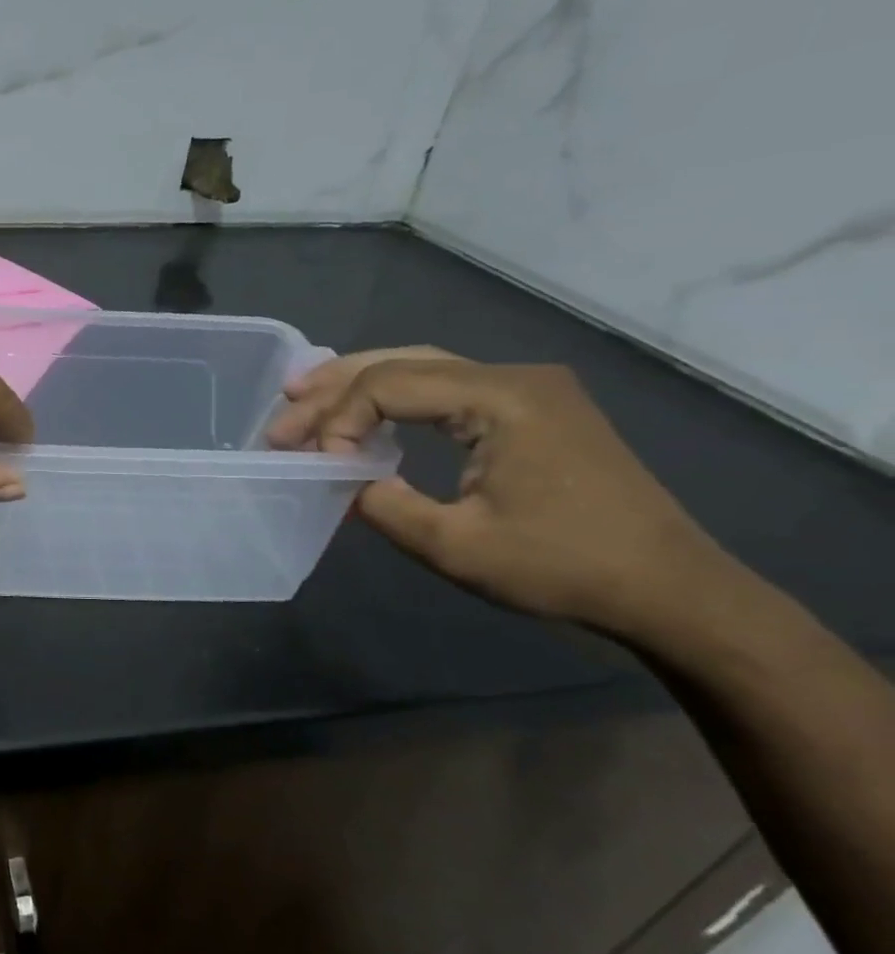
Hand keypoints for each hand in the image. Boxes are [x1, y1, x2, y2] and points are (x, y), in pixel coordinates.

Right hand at [266, 347, 733, 636]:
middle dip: (334, 389)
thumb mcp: (455, 546)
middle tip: (281, 413)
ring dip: (360, 384)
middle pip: (401, 362)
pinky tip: (367, 412)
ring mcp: (528, 389)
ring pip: (422, 367)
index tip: (317, 465)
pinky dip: (396, 397)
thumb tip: (342, 479)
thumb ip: (383, 504)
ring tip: (304, 396)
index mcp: (501, 398)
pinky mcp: (532, 409)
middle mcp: (513, 377)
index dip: (339, 421)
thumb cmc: (564, 568)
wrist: (672, 590)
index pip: (389, 386)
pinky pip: (447, 388)